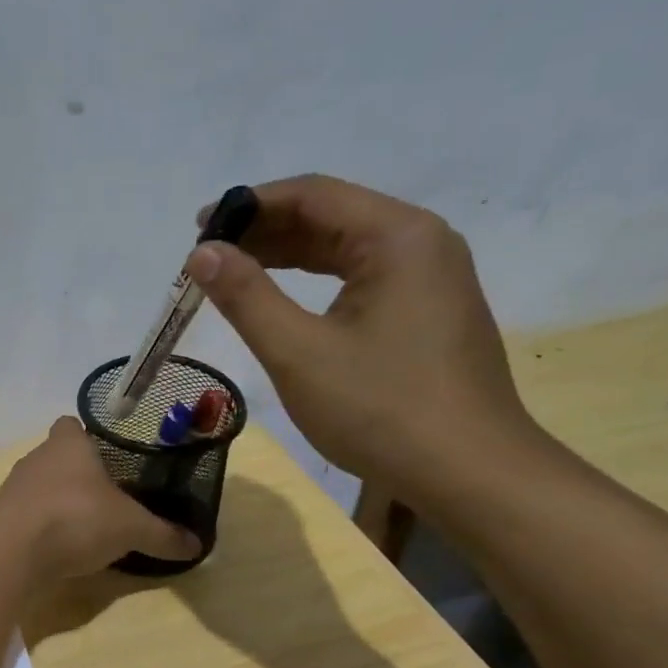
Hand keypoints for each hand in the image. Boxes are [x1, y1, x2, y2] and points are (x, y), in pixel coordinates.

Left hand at [0, 417, 199, 580]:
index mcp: (68, 444)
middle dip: (79, 475)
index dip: (87, 436)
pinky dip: (43, 529)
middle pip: (58, 458)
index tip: (109, 457)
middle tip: (109, 497)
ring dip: (59, 503)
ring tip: (87, 526)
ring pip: (41, 488)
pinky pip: (28, 517)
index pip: (71, 425)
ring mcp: (14, 489)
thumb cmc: (76, 518)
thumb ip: (163, 535)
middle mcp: (37, 459)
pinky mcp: (1, 519)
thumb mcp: (131, 528)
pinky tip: (61, 549)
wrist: (11, 551)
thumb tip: (197, 546)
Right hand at [187, 174, 538, 503]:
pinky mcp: (428, 312)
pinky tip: (283, 300)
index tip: (198, 229)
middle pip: (331, 217)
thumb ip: (247, 296)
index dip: (250, 205)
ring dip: (287, 257)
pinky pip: (361, 279)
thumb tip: (201, 253)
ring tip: (233, 274)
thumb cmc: (380, 409)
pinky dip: (315, 283)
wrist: (468, 472)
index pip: (313, 195)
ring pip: (346, 249)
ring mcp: (430, 278)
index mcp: (398, 237)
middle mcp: (421, 243)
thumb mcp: (299, 353)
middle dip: (265, 231)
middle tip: (207, 258)